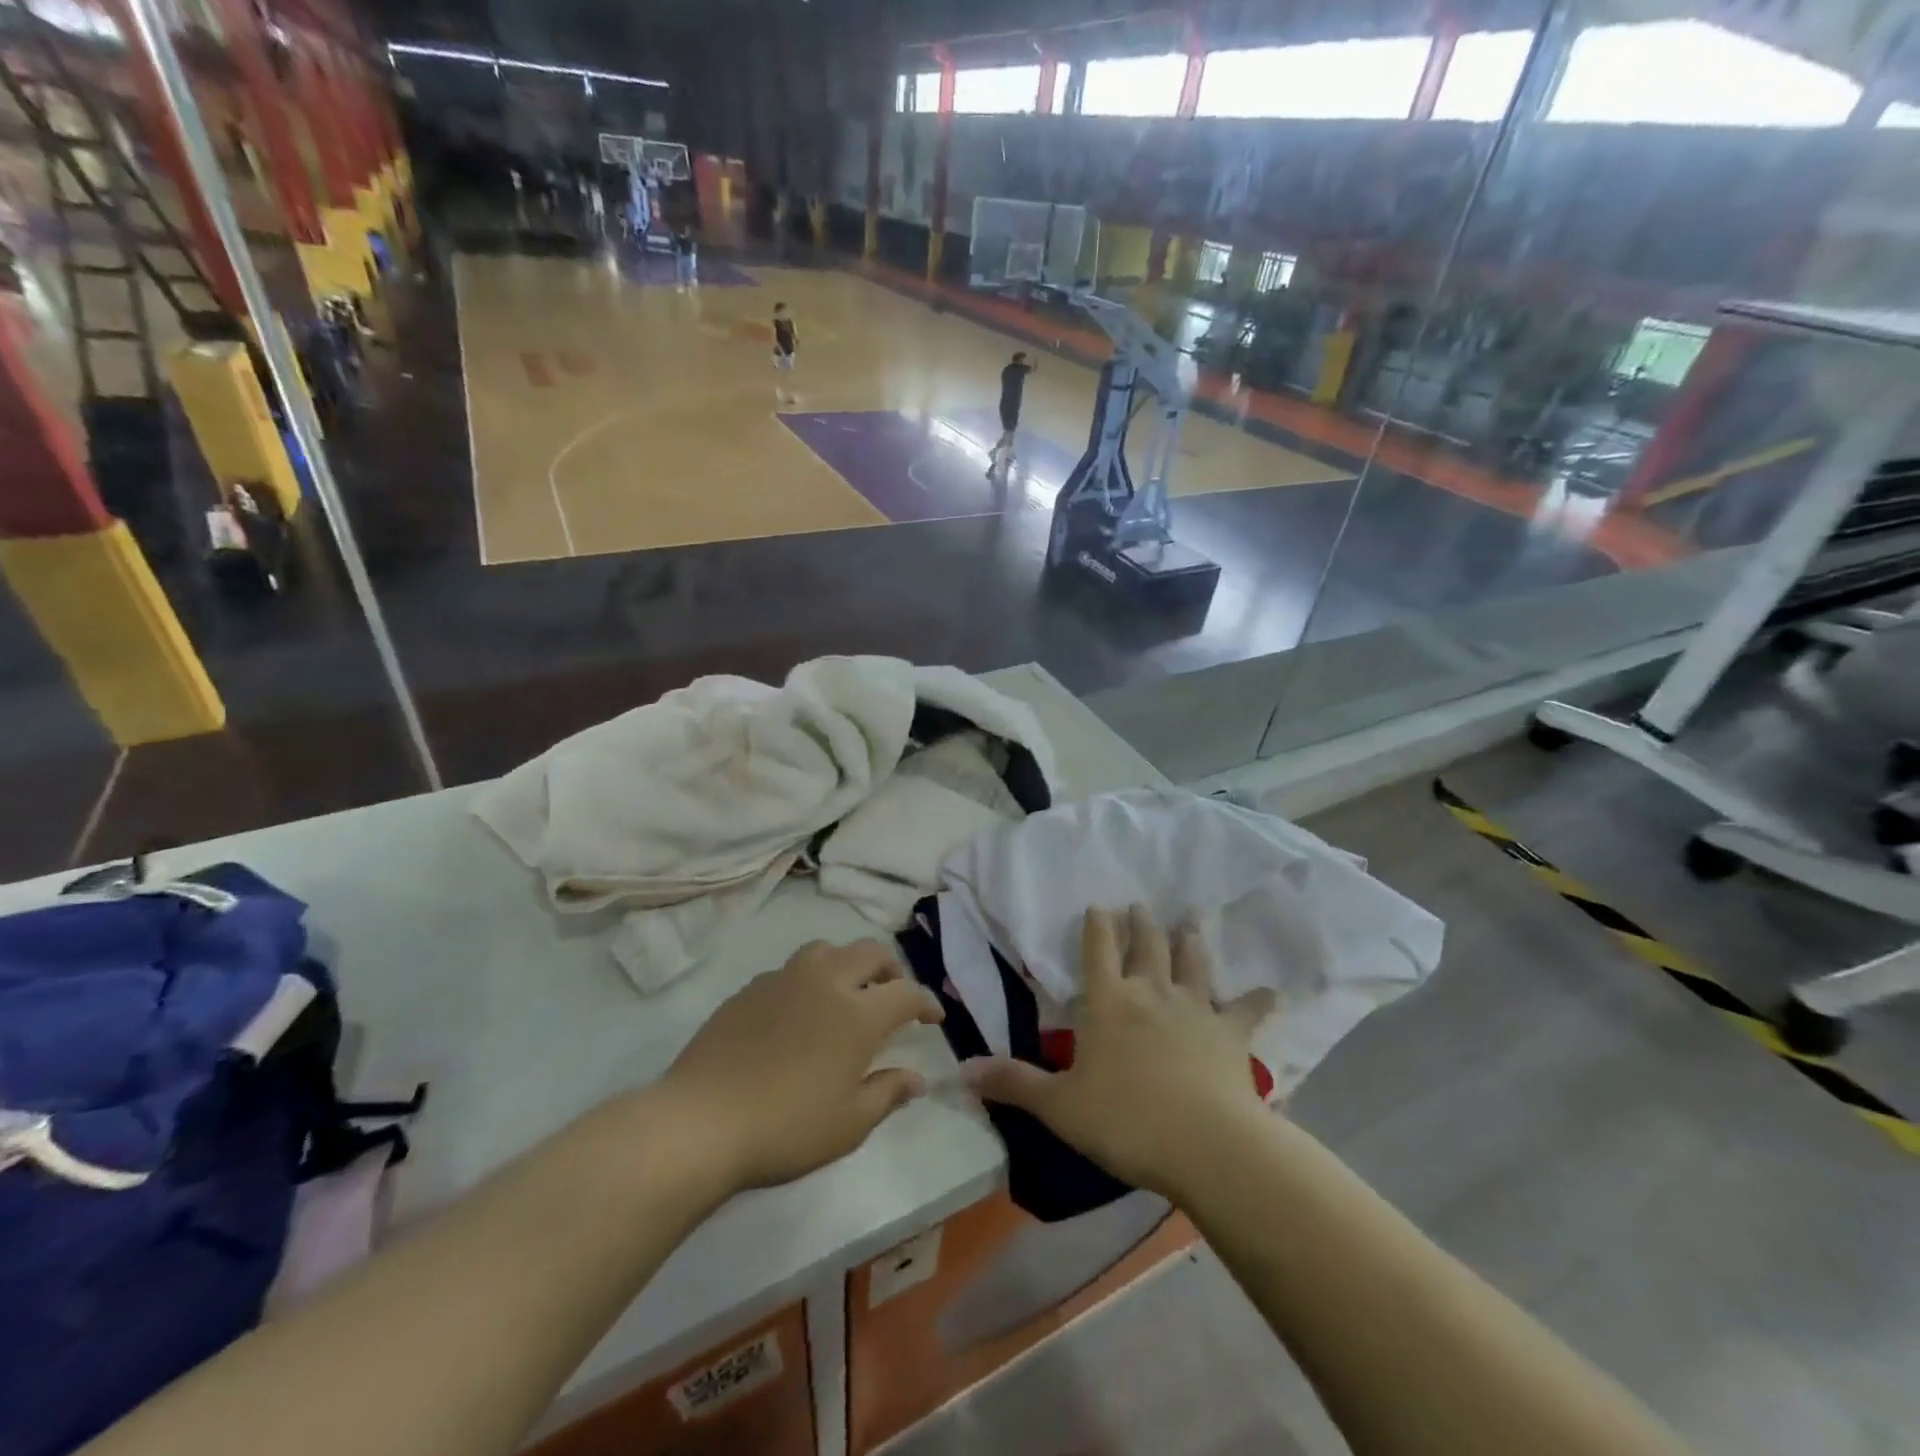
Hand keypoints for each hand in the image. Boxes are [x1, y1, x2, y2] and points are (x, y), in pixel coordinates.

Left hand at [658, 940, 943, 1193]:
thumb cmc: (785, 1127)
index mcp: (857, 1013)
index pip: (906, 993)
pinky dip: (809, 979)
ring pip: (826, 950)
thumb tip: (917, 1079)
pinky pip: (790, 970)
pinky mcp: (749, 989)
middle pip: (870, 952)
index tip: (933, 1018)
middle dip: (891, 969)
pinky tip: (799, 1011)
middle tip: (894, 994)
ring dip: (847, 963)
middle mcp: (825, 982)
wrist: (701, 1121)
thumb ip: (887, 1093)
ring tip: (846, 992)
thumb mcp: (848, 1123)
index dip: (926, 1002)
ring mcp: (783, 979)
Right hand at [963, 905, 1273, 1198]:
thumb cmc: (1124, 1120)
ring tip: (1191, 919)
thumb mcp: (1059, 1106)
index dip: (1097, 926)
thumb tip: (962, 1071)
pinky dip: (1258, 999)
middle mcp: (1151, 993)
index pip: (1098, 951)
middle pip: (1147, 946)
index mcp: (1108, 1002)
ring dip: (1191, 940)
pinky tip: (1271, 990)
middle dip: (1142, 923)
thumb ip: (1014, 1084)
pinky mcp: (1231, 1034)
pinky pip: (1247, 1010)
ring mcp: (1195, 1009)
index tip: (1099, 904)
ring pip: (1193, 963)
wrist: (1205, 1143)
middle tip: (1141, 904)